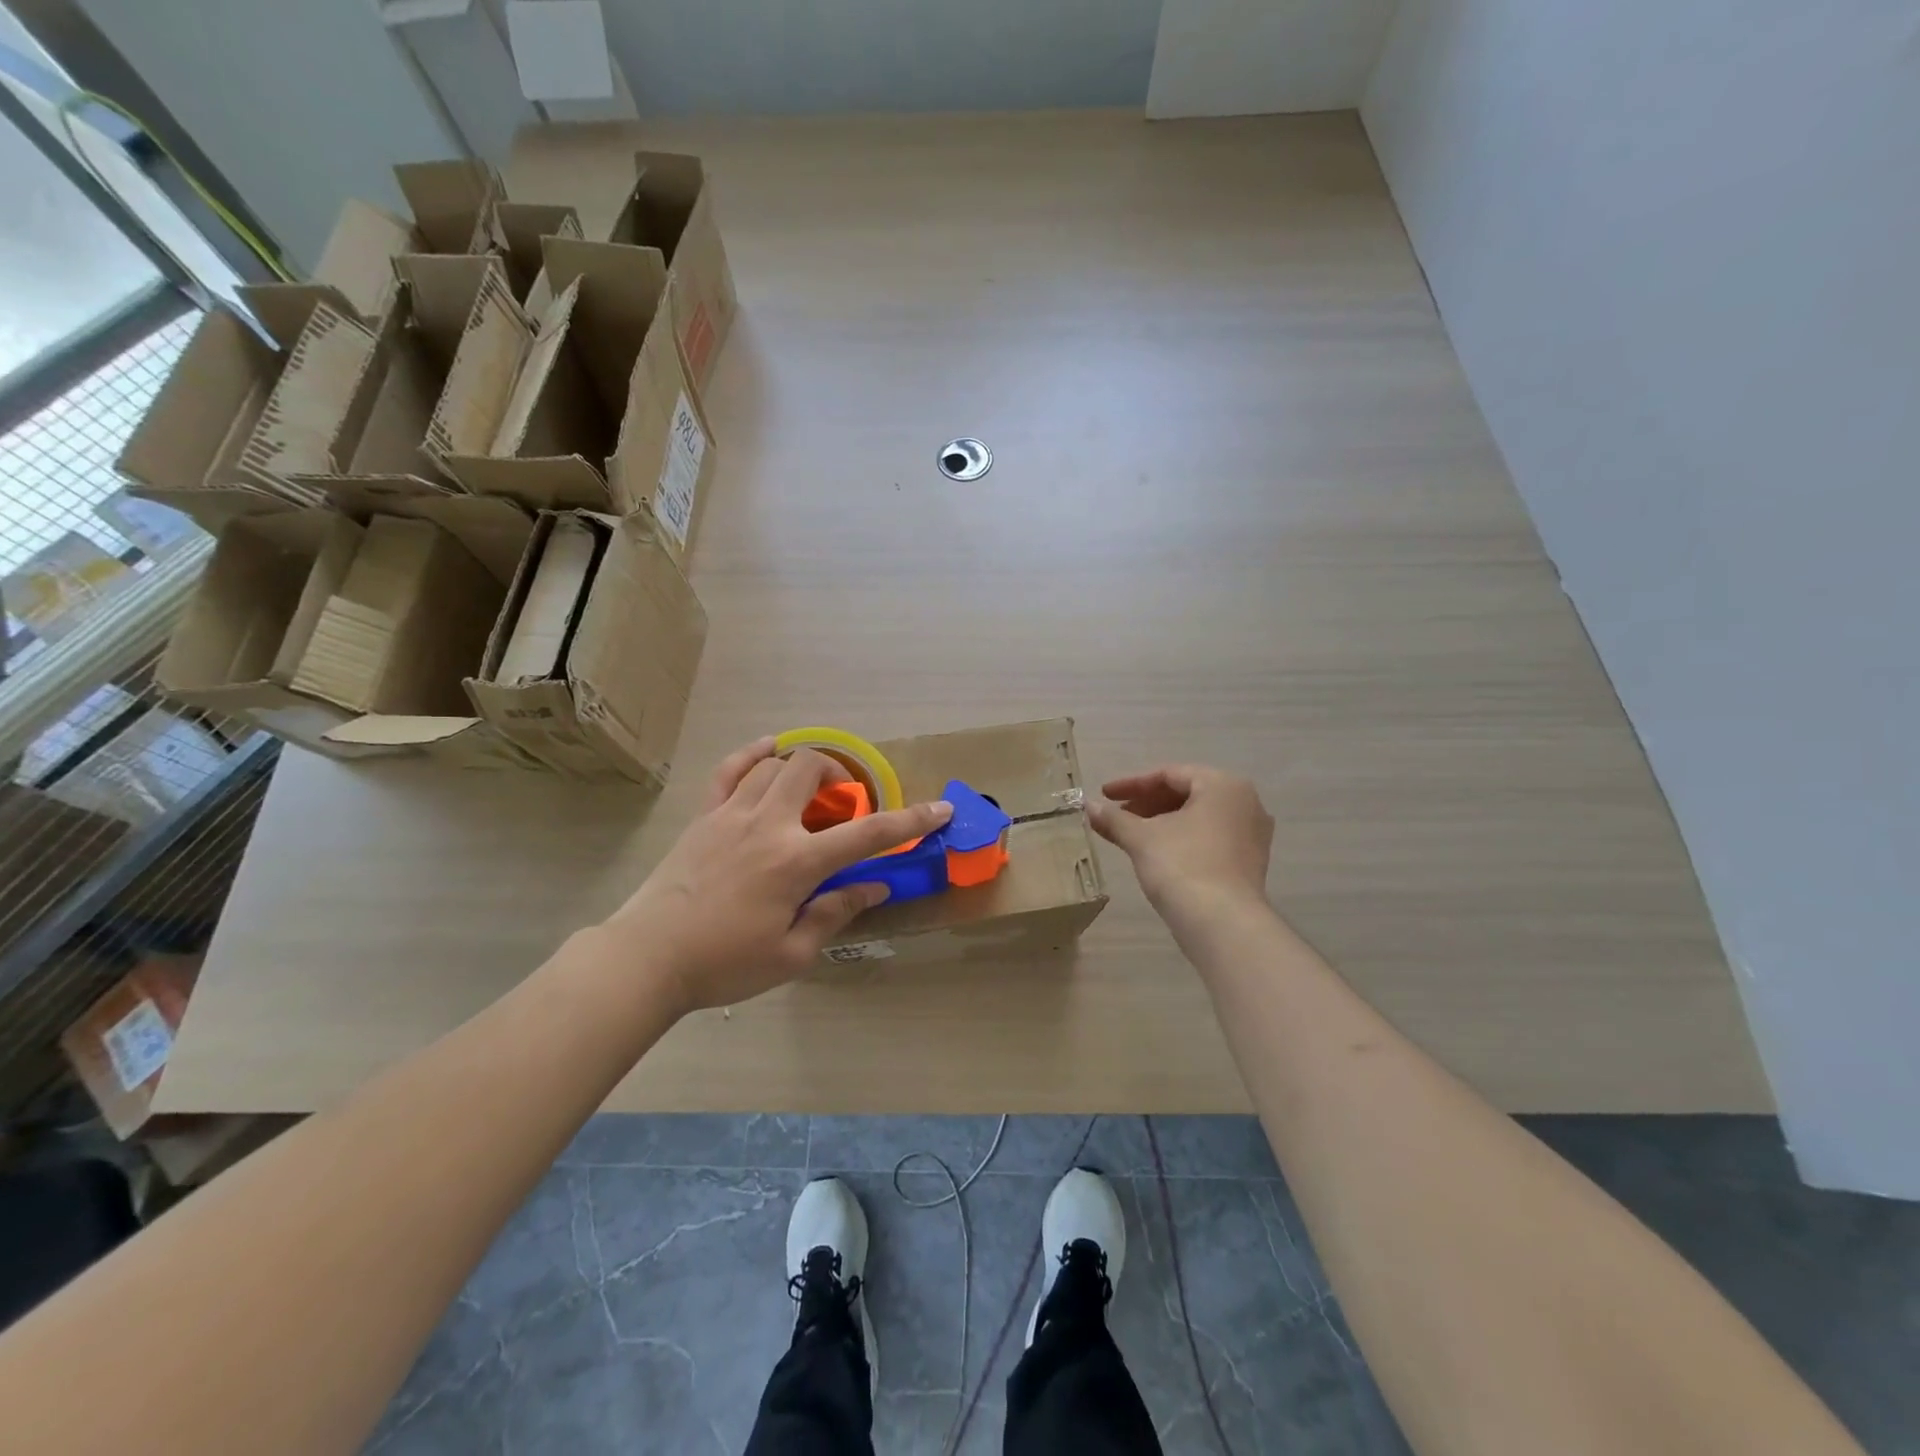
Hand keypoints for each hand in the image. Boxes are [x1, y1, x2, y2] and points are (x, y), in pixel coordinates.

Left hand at [604, 738, 952, 1013]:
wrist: (648, 957)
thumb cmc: (724, 963)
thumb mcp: (792, 953)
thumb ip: (835, 913)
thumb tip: (874, 886)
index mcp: (796, 863)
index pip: (867, 834)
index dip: (910, 820)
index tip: (939, 809)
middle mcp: (768, 825)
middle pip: (813, 772)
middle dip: (841, 778)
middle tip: (845, 805)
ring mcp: (731, 814)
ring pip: (774, 765)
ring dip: (801, 769)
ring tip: (809, 790)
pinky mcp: (704, 816)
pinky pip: (729, 770)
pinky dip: (753, 754)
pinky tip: (768, 749)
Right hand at [1089, 765, 1273, 916]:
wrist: (1222, 924)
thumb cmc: (1182, 866)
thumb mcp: (1141, 838)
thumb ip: (1114, 818)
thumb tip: (1088, 806)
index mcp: (1223, 785)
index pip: (1169, 775)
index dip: (1131, 785)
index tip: (1104, 795)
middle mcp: (1246, 802)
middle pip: (1186, 794)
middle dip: (1146, 804)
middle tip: (1116, 816)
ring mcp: (1252, 834)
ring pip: (1198, 818)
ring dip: (1161, 823)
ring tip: (1129, 835)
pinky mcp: (1250, 862)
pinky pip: (1209, 838)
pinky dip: (1181, 839)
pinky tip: (1155, 853)